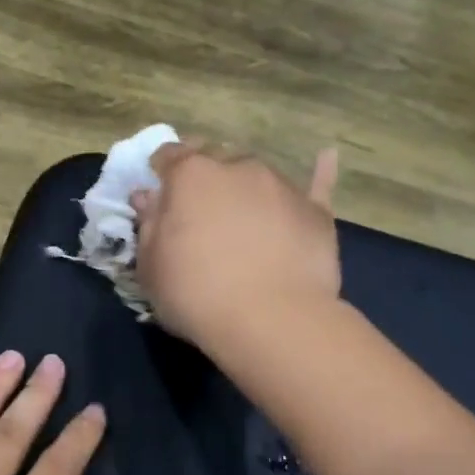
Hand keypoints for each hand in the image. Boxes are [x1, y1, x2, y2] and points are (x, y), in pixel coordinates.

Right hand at [132, 143, 340, 347]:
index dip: (161, 171)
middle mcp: (237, 167)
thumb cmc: (195, 293)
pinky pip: (317, 182)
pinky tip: (326, 157)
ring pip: (256, 173)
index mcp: (190, 175)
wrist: (270, 319)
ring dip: (244, 185)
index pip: (169, 155)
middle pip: (215, 157)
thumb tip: (148, 197)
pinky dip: (318, 171)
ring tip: (242, 213)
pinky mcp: (315, 210)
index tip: (159, 192)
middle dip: (204, 174)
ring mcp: (280, 185)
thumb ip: (149, 225)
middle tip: (198, 207)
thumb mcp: (151, 266)